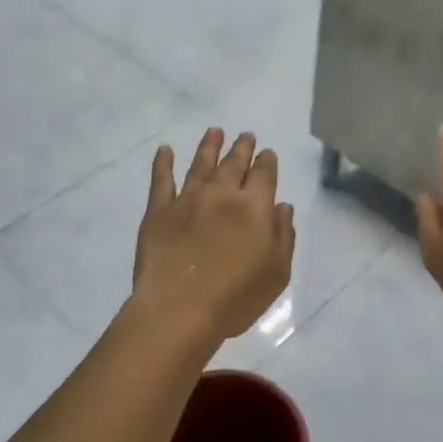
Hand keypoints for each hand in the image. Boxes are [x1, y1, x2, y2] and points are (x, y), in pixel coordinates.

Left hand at [133, 128, 295, 340]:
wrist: (179, 310)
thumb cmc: (236, 297)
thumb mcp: (277, 272)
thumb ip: (284, 235)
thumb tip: (282, 207)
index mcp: (255, 207)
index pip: (264, 174)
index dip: (266, 161)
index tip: (267, 154)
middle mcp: (222, 194)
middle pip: (234, 163)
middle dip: (242, 147)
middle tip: (245, 136)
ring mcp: (187, 199)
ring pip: (200, 164)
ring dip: (209, 146)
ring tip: (214, 131)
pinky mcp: (158, 211)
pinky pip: (161, 180)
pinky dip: (163, 163)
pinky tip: (164, 150)